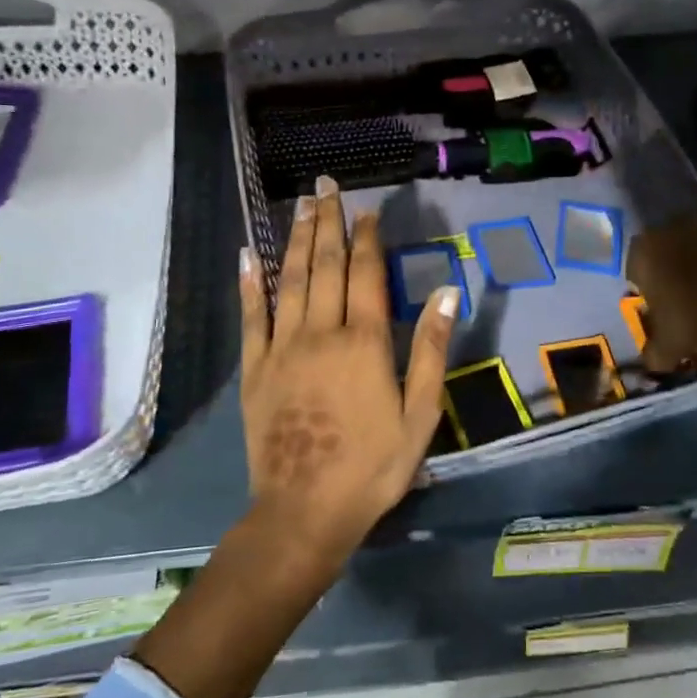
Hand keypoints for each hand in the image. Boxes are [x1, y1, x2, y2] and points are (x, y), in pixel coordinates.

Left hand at [238, 175, 457, 566]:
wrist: (305, 510)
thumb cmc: (373, 467)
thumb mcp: (420, 414)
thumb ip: (430, 349)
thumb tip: (447, 292)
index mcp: (364, 343)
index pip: (365, 274)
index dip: (367, 238)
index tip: (368, 210)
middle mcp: (321, 333)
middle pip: (325, 266)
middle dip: (327, 223)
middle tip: (326, 187)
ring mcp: (282, 349)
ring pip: (289, 281)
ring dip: (295, 240)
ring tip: (299, 206)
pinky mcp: (255, 369)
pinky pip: (251, 317)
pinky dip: (250, 284)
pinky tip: (249, 255)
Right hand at [626, 216, 696, 371]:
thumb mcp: (666, 347)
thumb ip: (652, 351)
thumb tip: (652, 359)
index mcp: (643, 252)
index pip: (634, 272)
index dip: (645, 294)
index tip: (658, 313)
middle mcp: (669, 230)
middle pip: (663, 256)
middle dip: (670, 276)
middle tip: (682, 305)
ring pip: (692, 251)